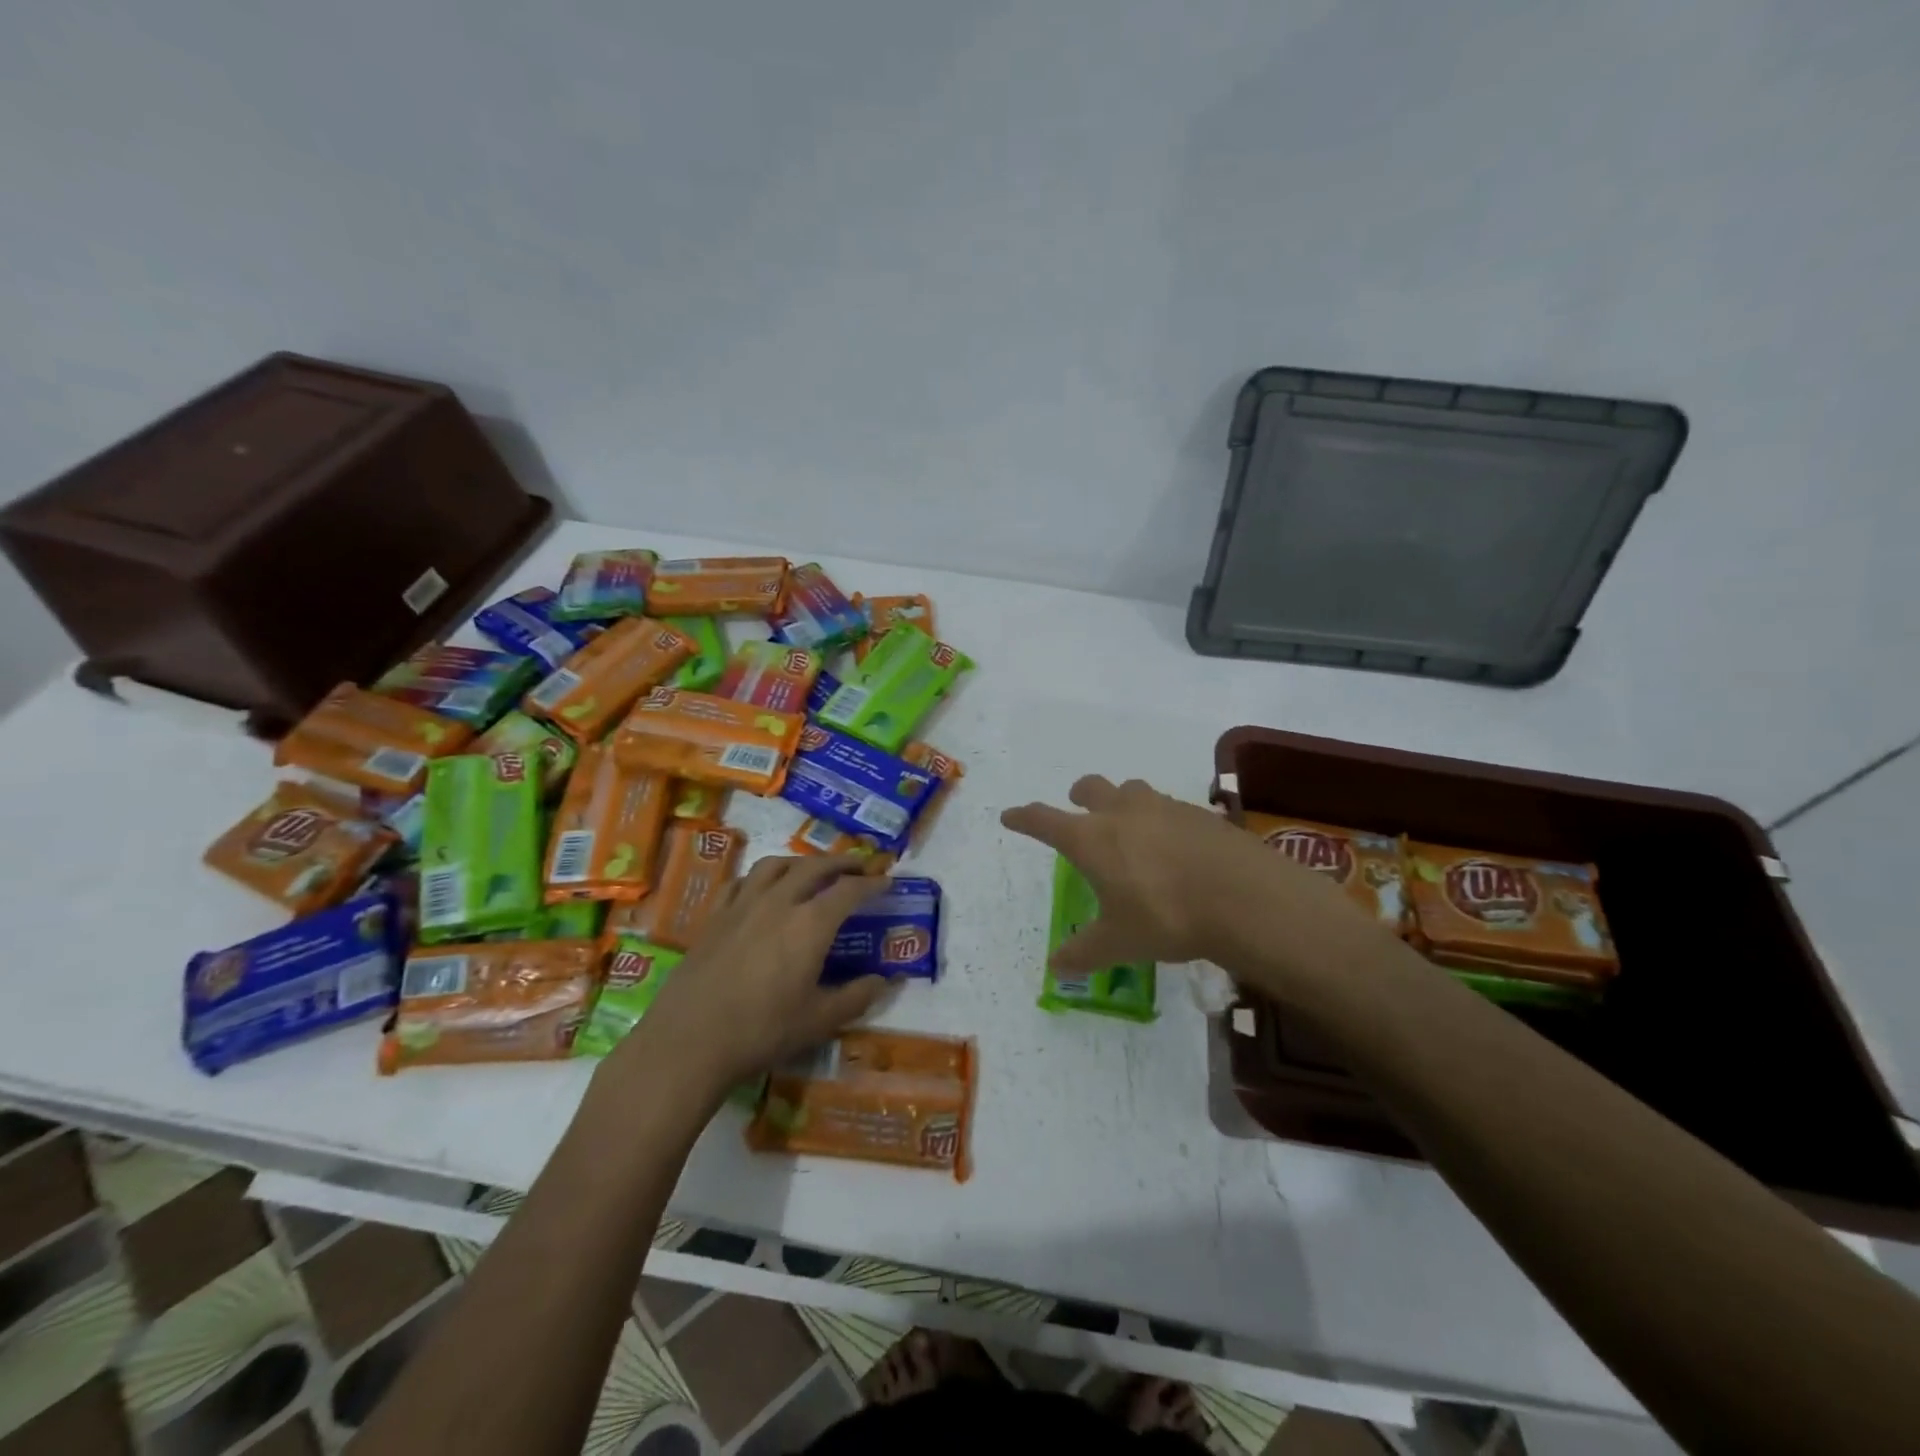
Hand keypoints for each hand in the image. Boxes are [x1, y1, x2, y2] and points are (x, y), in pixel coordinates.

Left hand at [609, 856, 889, 1096]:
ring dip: (801, 861)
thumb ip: (856, 996)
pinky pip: (741, 882)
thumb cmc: (762, 1031)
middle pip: (815, 867)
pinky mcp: (715, 917)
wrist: (690, 1041)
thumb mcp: (819, 1021)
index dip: (871, 883)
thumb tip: (883, 980)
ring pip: (776, 865)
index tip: (886, 881)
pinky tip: (762, 889)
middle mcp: (779, 902)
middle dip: (841, 862)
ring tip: (812, 870)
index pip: (849, 890)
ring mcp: (742, 905)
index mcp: (810, 924)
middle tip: (858, 867)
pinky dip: (761, 877)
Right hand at [1001, 775, 1368, 974]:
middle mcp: (1122, 812)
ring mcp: (1163, 807)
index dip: (1024, 817)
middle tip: (1077, 808)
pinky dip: (1160, 818)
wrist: (1245, 897)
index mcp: (1091, 838)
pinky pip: (1169, 807)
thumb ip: (1083, 952)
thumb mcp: (1119, 942)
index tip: (1010, 815)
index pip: (1044, 820)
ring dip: (1121, 800)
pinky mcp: (1199, 813)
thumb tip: (1055, 968)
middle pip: (1090, 788)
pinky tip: (1174, 844)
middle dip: (1078, 796)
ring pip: (1131, 789)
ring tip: (1129, 825)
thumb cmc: (1166, 916)